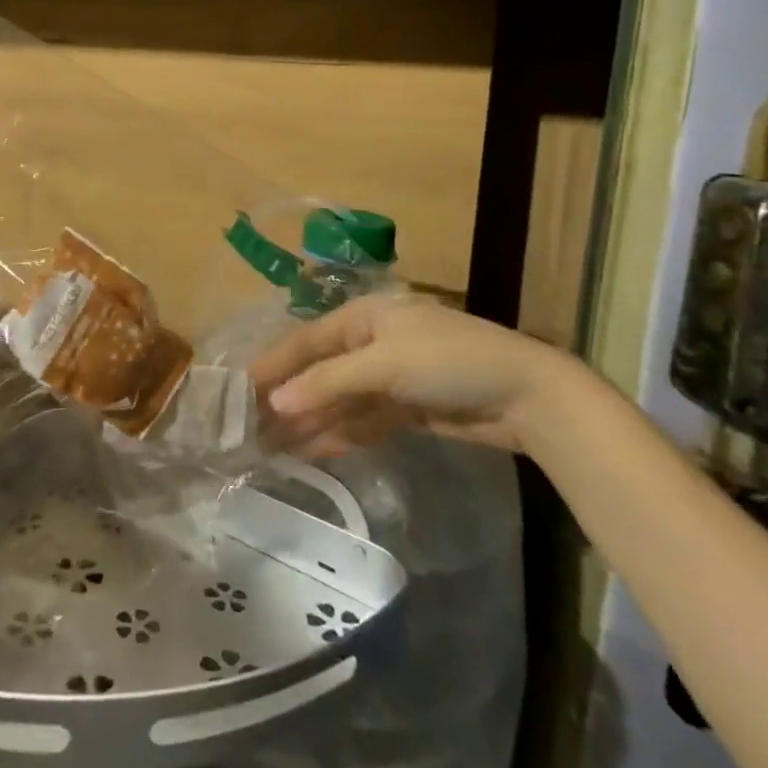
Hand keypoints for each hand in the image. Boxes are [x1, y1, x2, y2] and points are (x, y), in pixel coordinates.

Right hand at [252, 293, 584, 456]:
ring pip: (337, 400)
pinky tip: (311, 451)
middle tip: (250, 426)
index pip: (306, 340)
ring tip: (271, 446)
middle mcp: (370, 344)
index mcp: (363, 317)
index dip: (273, 363)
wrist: (529, 397)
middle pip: (319, 372)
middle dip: (288, 398)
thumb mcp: (384, 364)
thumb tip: (276, 403)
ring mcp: (389, 378)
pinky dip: (338, 434)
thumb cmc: (450, 361)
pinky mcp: (406, 410)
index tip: (239, 387)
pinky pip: (361, 421)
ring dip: (309, 421)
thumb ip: (328, 383)